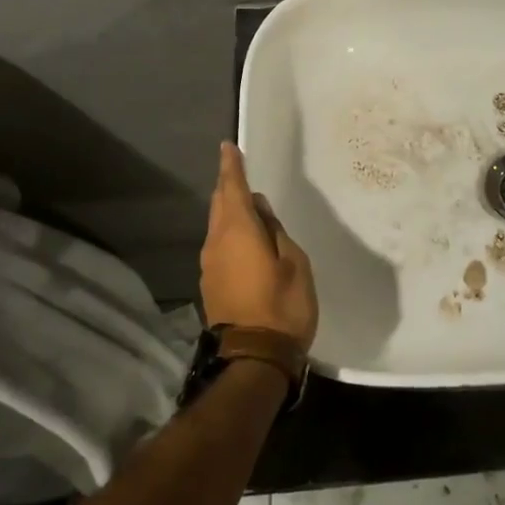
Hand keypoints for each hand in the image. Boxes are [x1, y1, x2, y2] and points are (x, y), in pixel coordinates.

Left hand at [201, 143, 318, 347]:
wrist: (254, 358)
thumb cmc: (283, 305)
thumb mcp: (294, 262)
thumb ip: (275, 231)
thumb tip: (260, 210)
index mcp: (239, 231)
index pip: (233, 188)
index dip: (232, 167)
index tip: (228, 147)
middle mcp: (217, 243)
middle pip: (220, 205)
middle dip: (228, 186)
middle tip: (238, 172)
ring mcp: (210, 265)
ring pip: (218, 226)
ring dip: (230, 211)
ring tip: (248, 206)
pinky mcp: (211, 284)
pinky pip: (220, 246)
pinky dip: (230, 233)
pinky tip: (245, 240)